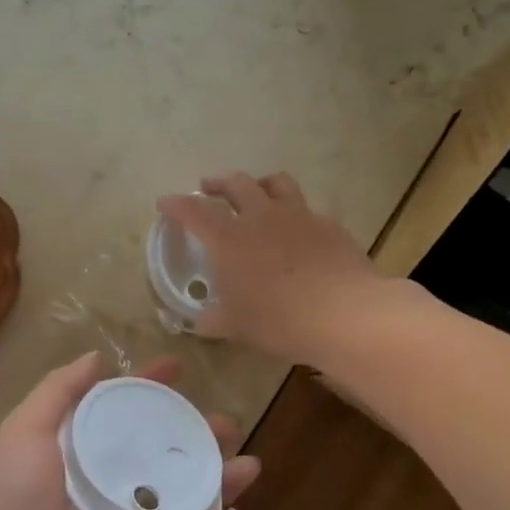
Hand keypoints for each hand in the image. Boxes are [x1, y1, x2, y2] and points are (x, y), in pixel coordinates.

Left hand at [0, 353, 258, 509]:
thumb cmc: (16, 506)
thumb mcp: (25, 434)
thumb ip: (57, 393)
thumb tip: (96, 358)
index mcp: (84, 457)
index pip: (125, 414)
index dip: (151, 388)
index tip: (179, 368)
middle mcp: (111, 489)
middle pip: (166, 457)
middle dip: (200, 438)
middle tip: (227, 426)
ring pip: (189, 503)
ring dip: (222, 485)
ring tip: (249, 467)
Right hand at [158, 172, 382, 363]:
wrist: (345, 314)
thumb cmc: (279, 320)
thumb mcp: (236, 326)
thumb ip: (212, 319)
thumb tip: (198, 320)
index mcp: (229, 238)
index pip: (193, 210)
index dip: (176, 204)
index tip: (165, 203)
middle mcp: (261, 216)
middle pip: (235, 183)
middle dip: (216, 182)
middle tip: (207, 187)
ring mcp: (299, 215)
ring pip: (275, 182)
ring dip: (259, 183)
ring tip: (255, 192)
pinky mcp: (329, 225)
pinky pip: (308, 209)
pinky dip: (295, 213)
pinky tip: (298, 229)